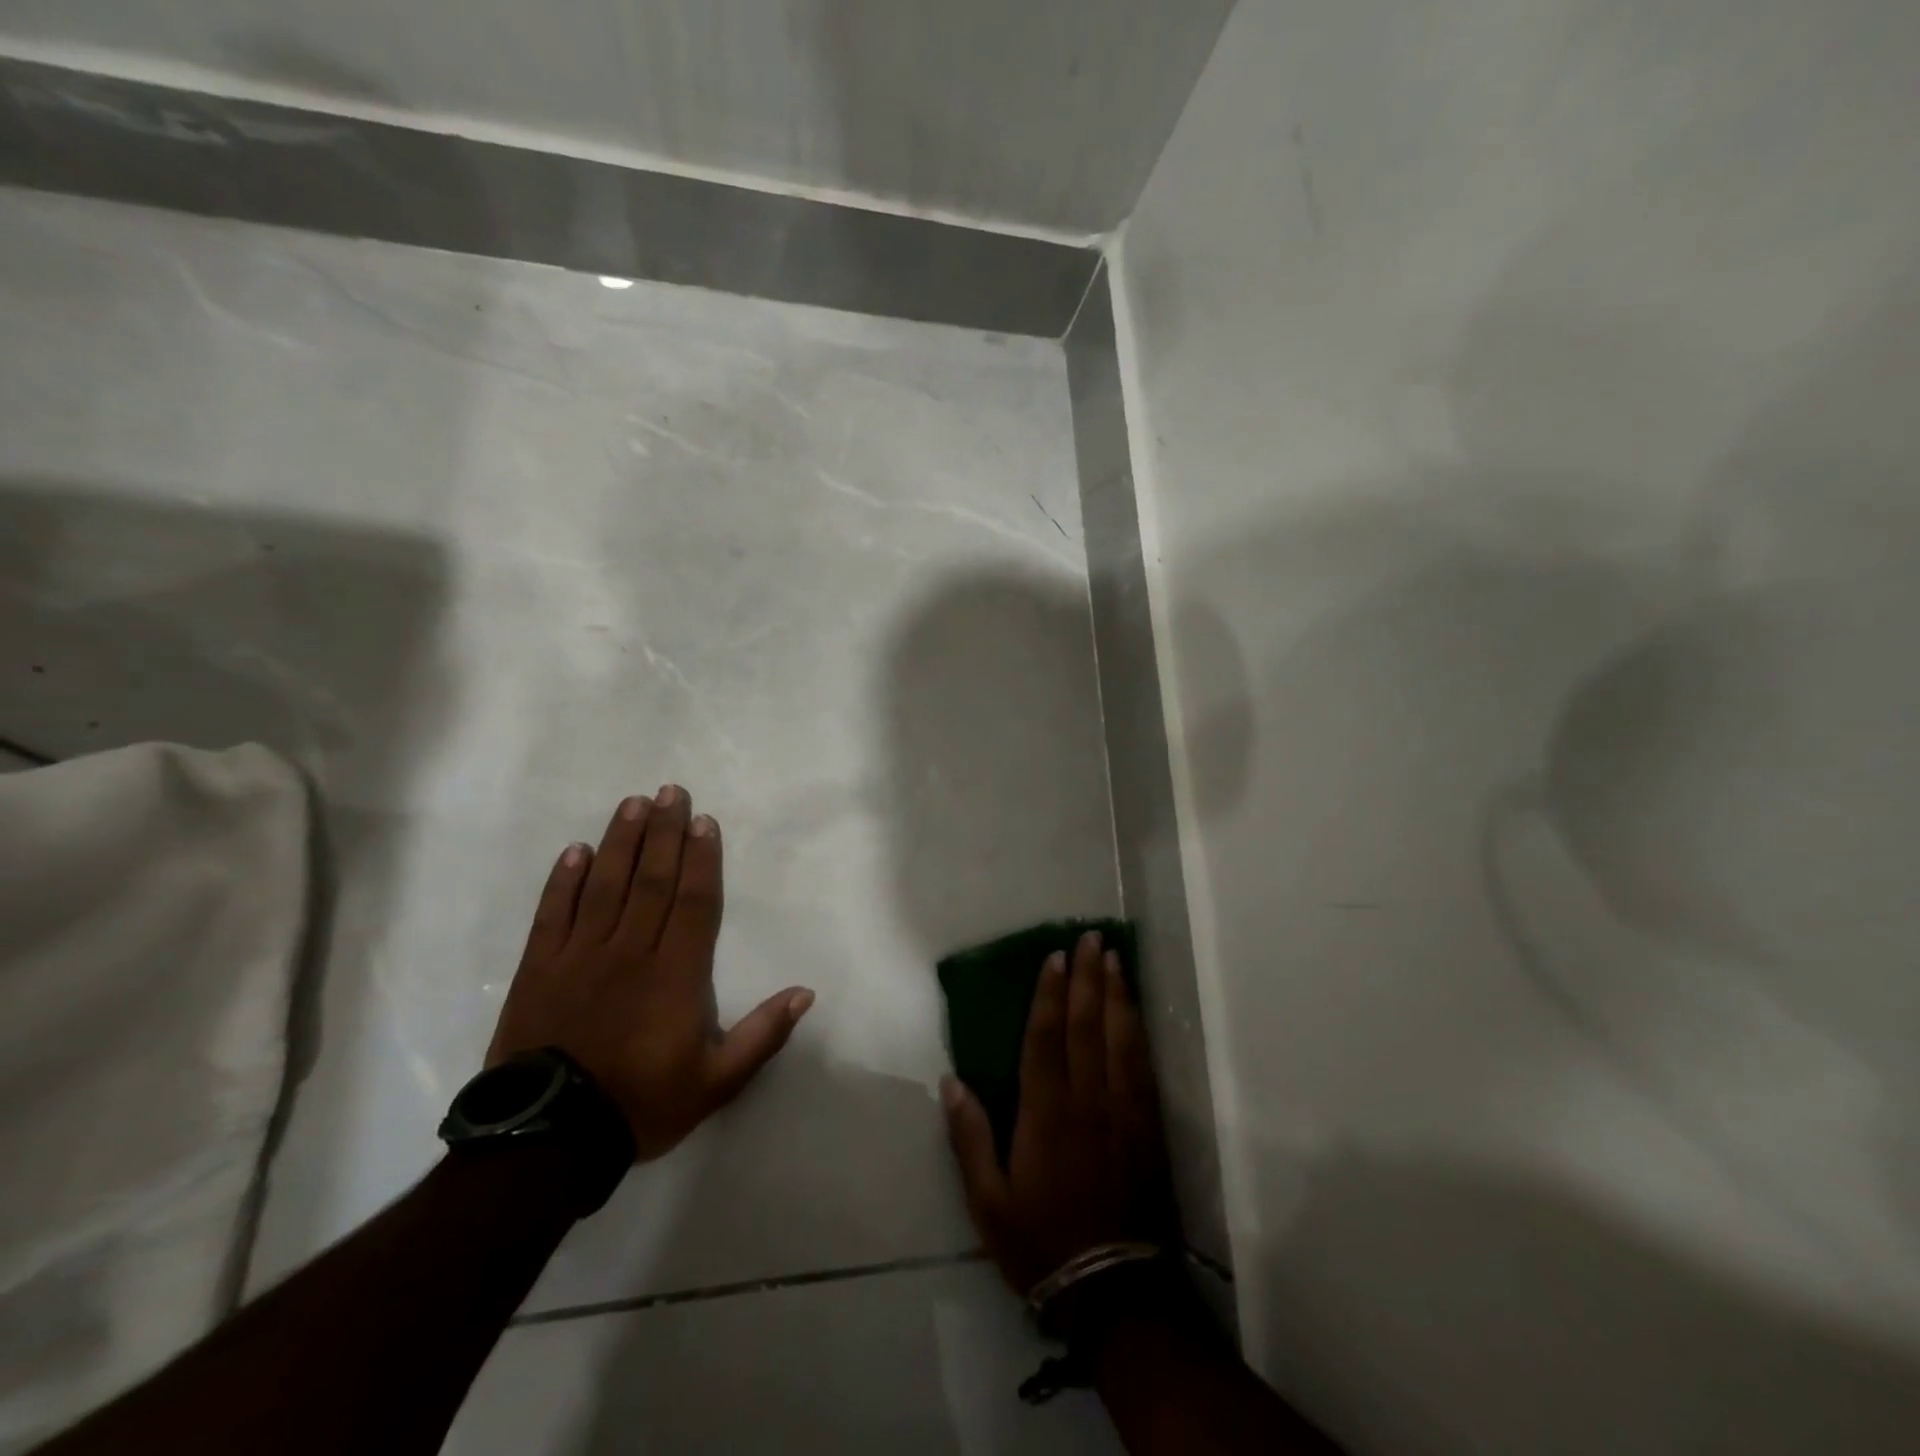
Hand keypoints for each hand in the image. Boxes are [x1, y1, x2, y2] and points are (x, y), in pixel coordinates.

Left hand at [487, 786, 814, 1162]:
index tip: (704, 821)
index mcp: (675, 974)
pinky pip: (553, 914)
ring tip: (633, 803)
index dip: (701, 858)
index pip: (693, 901)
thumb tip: (806, 992)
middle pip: (652, 880)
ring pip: (605, 885)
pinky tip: (576, 850)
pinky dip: (564, 880)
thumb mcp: (716, 1081)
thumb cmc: (641, 1104)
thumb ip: (763, 1035)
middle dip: (664, 832)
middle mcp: (630, 951)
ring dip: (621, 841)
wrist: (549, 1140)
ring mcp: (580, 956)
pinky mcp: (539, 969)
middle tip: (671, 791)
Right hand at [943, 931, 1176, 1294]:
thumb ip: (969, 1138)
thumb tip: (951, 1082)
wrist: (1111, 1290)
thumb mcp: (988, 1202)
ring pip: (1120, 1039)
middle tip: (1091, 938)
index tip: (1055, 957)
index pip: (1046, 1038)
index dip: (1050, 994)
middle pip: (1087, 1026)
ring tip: (1114, 959)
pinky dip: (1138, 1032)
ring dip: (1116, 995)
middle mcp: (1087, 1101)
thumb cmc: (1041, 1241)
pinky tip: (1135, 1012)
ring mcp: (1122, 1111)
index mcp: (1046, 1113)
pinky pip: (1143, 1067)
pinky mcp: (1147, 1127)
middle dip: (1088, 978)